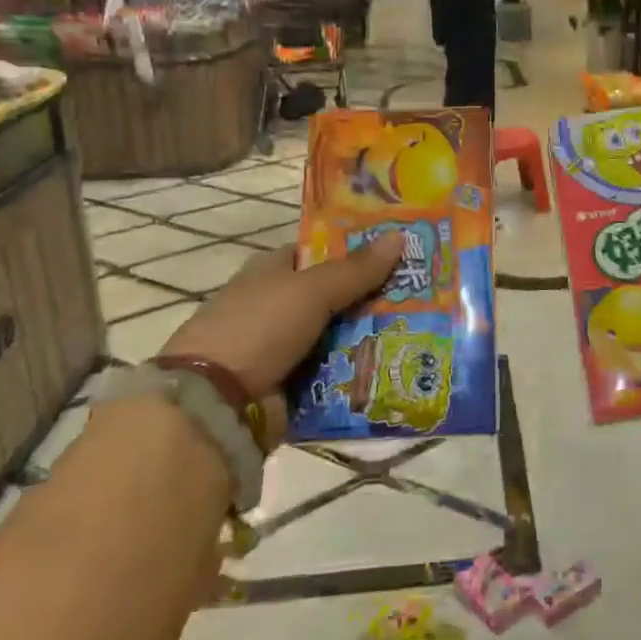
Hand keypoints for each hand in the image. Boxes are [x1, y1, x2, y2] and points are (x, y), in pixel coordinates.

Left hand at [159, 235, 403, 441]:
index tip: (398, 250)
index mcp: (271, 271)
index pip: (319, 252)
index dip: (356, 249)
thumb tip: (400, 235)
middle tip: (424, 293)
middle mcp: (277, 306)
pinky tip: (398, 366)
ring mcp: (283, 348)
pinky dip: (359, 372)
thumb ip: (356, 268)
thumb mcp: (312, 290)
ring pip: (339, 336)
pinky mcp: (291, 386)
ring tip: (422, 331)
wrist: (216, 404)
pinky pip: (334, 373)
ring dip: (372, 337)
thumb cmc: (259, 327)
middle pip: (335, 295)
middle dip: (374, 296)